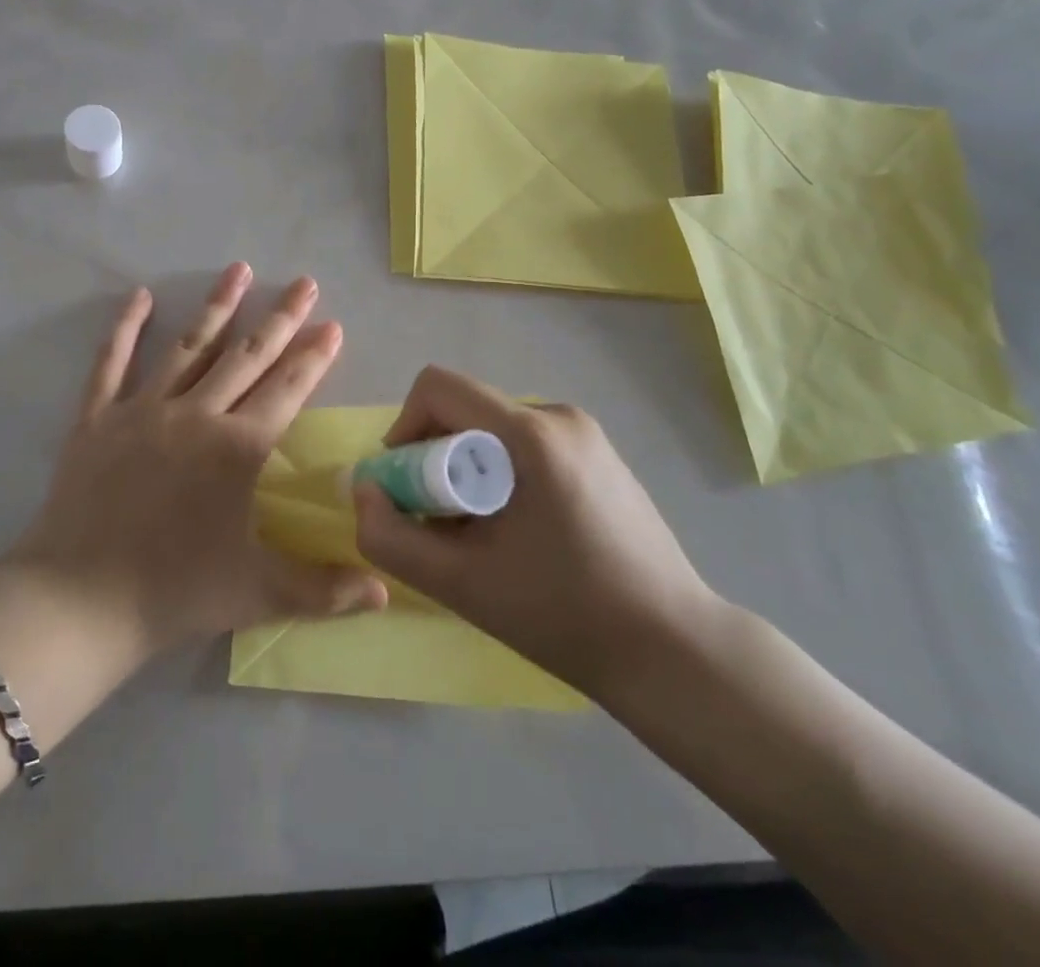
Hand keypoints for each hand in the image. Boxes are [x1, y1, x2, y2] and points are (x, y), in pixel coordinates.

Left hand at [10, 263, 386, 656]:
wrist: (79, 601)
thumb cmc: (175, 593)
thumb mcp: (259, 594)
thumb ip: (327, 590)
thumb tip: (386, 594)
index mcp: (238, 448)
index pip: (288, 390)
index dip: (315, 356)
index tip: (333, 324)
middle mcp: (195, 414)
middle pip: (247, 356)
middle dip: (280, 318)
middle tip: (304, 283)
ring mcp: (143, 410)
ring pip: (189, 347)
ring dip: (217, 307)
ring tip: (239, 269)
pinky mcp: (97, 418)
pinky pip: (112, 363)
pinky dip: (125, 328)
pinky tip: (140, 296)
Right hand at [352, 366, 719, 698]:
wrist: (674, 651)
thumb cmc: (564, 615)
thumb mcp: (460, 584)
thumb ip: (391, 537)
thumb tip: (364, 490)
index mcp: (530, 433)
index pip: (438, 387)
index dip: (404, 429)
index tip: (408, 488)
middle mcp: (558, 415)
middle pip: (465, 410)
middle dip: (436, 460)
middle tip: (444, 525)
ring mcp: (585, 433)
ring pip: (493, 430)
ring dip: (469, 470)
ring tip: (485, 535)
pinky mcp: (599, 454)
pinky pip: (526, 444)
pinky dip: (502, 474)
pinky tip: (523, 532)